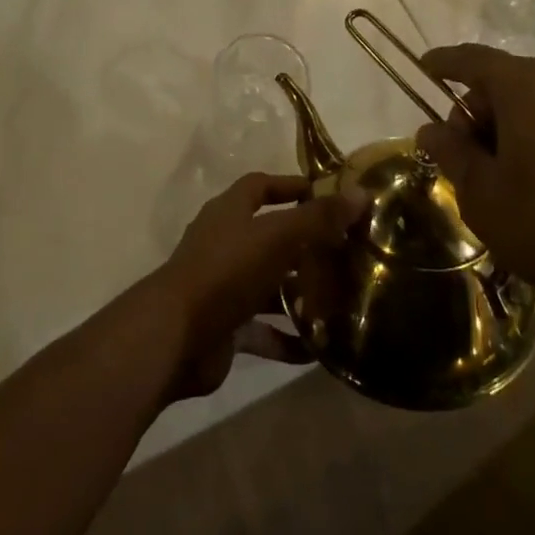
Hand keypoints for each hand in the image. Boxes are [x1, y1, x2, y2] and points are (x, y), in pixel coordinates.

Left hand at [146, 172, 363, 401]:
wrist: (174, 338)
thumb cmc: (225, 272)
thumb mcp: (277, 238)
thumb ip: (318, 218)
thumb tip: (361, 193)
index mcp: (230, 212)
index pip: (261, 186)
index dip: (291, 186)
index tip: (327, 194)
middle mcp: (225, 243)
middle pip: (269, 236)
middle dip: (304, 244)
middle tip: (345, 251)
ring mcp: (223, 286)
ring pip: (268, 283)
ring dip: (298, 292)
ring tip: (339, 300)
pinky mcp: (224, 326)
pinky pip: (262, 330)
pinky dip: (286, 337)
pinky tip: (317, 348)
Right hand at [414, 44, 534, 315]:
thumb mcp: (482, 195)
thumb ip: (451, 152)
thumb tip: (432, 130)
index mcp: (527, 85)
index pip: (472, 59)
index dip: (443, 63)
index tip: (424, 69)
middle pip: (506, 80)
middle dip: (480, 111)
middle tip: (468, 158)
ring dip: (513, 126)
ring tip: (507, 177)